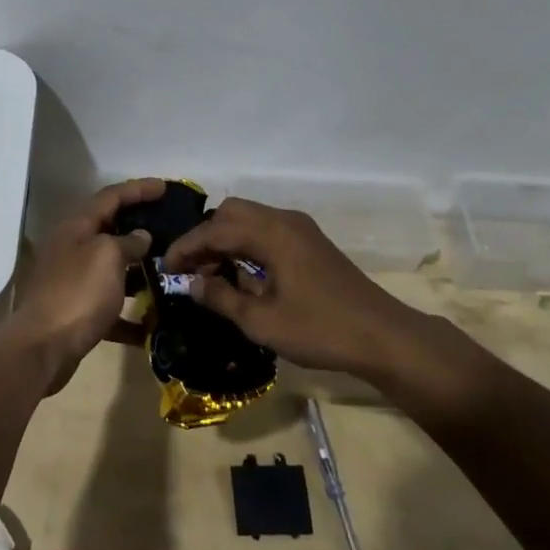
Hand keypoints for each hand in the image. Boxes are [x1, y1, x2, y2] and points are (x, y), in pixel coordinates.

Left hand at [4, 178, 163, 390]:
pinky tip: (152, 325)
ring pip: (112, 269)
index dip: (138, 189)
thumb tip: (140, 236)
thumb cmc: (77, 293)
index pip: (110, 196)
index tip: (166, 187)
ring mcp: (72, 281)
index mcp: (76, 228)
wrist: (43, 348)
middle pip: (109, 230)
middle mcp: (72, 249)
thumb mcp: (107, 257)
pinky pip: (109, 307)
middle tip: (170, 228)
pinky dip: (130, 314)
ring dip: (138, 272)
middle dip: (139, 229)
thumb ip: (127, 242)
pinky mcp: (76, 312)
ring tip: (169, 273)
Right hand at [163, 198, 437, 378]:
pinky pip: (267, 230)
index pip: (215, 229)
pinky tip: (242, 275)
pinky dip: (246, 244)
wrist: (383, 336)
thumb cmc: (320, 329)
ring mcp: (300, 229)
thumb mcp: (262, 322)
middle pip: (231, 213)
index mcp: (272, 233)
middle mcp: (284, 220)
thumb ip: (222, 299)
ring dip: (225, 239)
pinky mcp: (310, 242)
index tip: (166, 267)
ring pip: (250, 219)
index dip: (186, 247)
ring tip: (211, 274)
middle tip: (190, 269)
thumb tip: (193, 285)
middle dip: (205, 237)